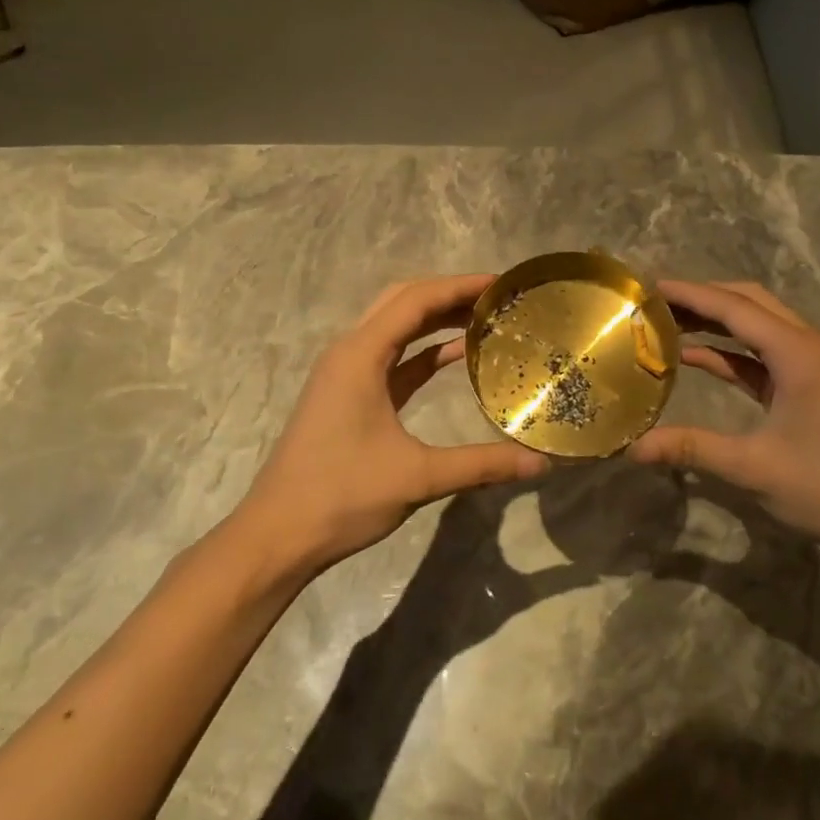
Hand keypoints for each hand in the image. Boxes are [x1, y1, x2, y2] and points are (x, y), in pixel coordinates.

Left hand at [238, 275, 549, 572]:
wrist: (277, 536)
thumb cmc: (342, 497)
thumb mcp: (418, 478)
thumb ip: (482, 465)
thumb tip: (541, 465)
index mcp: (360, 356)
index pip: (416, 300)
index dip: (460, 286)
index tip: (501, 284)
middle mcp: (350, 353)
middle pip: (403, 302)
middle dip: (449, 294)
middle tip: (495, 298)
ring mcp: (346, 375)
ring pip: (395, 328)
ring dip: (436, 319)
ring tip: (484, 319)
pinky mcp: (349, 396)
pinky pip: (392, 357)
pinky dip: (423, 350)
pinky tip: (456, 356)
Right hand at [628, 281, 819, 551]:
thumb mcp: (754, 467)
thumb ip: (692, 448)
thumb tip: (633, 449)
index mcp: (797, 352)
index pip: (734, 307)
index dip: (691, 294)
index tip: (650, 286)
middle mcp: (806, 346)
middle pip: (749, 303)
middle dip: (703, 298)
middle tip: (656, 302)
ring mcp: (811, 365)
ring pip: (757, 326)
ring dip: (716, 322)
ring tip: (668, 321)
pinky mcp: (809, 386)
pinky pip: (763, 356)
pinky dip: (730, 352)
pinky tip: (695, 357)